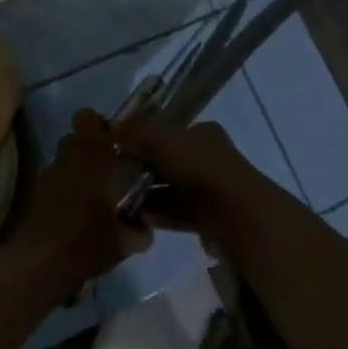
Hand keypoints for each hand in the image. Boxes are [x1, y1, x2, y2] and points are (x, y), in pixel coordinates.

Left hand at [4, 113, 151, 291]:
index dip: (101, 126)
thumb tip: (144, 227)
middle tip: (106, 170)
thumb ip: (138, 230)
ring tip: (89, 196)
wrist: (38, 264)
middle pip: (75, 138)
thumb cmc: (87, 242)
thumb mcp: (124, 242)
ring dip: (75, 170)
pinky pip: (52, 181)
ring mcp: (46, 174)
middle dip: (89, 148)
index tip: (117, 144)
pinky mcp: (32, 194)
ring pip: (63, 159)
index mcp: (93, 156)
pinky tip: (71, 213)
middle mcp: (67, 157)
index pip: (89, 118)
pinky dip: (61, 190)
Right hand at [105, 115, 283, 257]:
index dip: (142, 138)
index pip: (168, 131)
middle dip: (142, 169)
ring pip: (171, 189)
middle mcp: (208, 157)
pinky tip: (137, 219)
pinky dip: (159, 215)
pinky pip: (177, 213)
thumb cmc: (200, 169)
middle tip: (113, 178)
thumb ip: (137, 131)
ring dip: (148, 195)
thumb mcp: (163, 139)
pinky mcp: (208, 217)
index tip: (117, 150)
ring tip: (119, 202)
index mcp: (202, 133)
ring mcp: (210, 189)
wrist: (237, 215)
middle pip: (168, 161)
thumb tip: (110, 128)